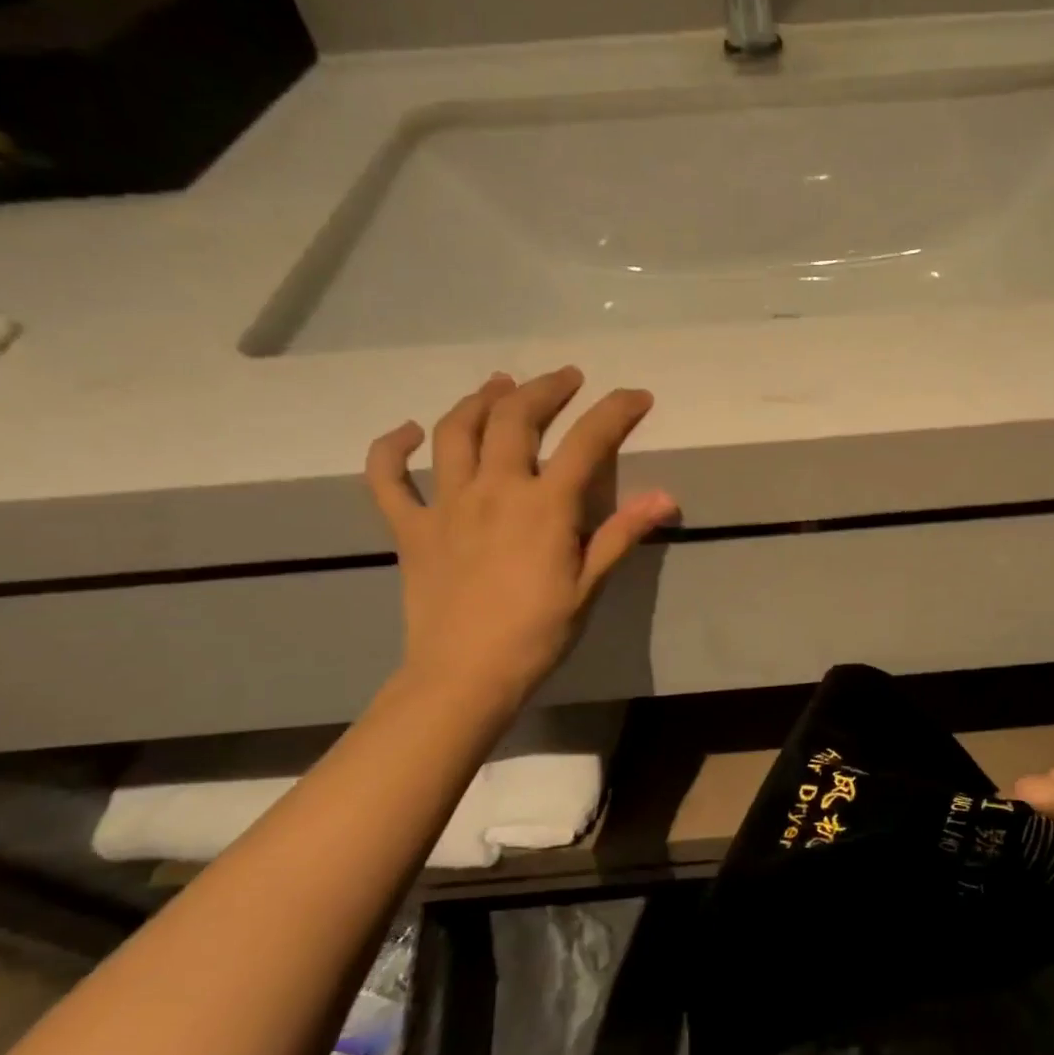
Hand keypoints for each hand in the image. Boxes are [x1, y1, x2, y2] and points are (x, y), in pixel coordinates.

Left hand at [364, 367, 676, 712]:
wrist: (465, 676)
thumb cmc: (538, 633)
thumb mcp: (589, 585)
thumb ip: (622, 533)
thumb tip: (666, 497)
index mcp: (544, 506)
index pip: (587, 442)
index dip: (615, 411)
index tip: (636, 396)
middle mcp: (494, 490)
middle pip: (516, 418)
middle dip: (544, 388)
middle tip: (565, 378)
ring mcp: (445, 505)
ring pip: (456, 432)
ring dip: (479, 400)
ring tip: (499, 385)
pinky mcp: (410, 528)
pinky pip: (388, 479)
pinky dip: (391, 449)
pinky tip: (409, 432)